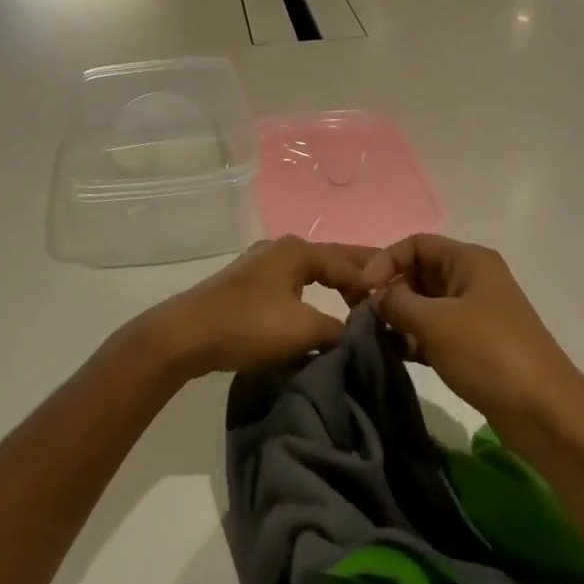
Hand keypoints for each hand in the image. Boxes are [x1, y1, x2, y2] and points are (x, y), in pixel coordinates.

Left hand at [138, 236, 375, 378]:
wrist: (187, 335)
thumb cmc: (249, 326)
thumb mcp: (303, 329)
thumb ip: (337, 328)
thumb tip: (356, 331)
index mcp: (298, 250)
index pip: (348, 262)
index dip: (373, 282)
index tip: (395, 302)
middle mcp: (281, 248)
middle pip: (330, 259)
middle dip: (358, 273)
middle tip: (389, 287)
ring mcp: (261, 263)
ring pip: (310, 271)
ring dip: (334, 283)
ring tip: (358, 300)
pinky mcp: (247, 283)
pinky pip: (292, 283)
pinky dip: (312, 292)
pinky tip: (317, 306)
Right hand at [357, 235, 581, 424]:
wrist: (545, 412)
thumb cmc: (489, 353)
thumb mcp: (435, 322)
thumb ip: (397, 303)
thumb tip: (375, 298)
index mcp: (469, 260)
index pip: (416, 244)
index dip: (385, 261)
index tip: (362, 290)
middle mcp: (472, 280)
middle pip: (418, 272)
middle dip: (389, 291)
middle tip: (362, 316)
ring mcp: (474, 314)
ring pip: (424, 305)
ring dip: (398, 317)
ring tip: (374, 337)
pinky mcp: (474, 346)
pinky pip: (433, 332)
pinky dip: (413, 340)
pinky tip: (394, 355)